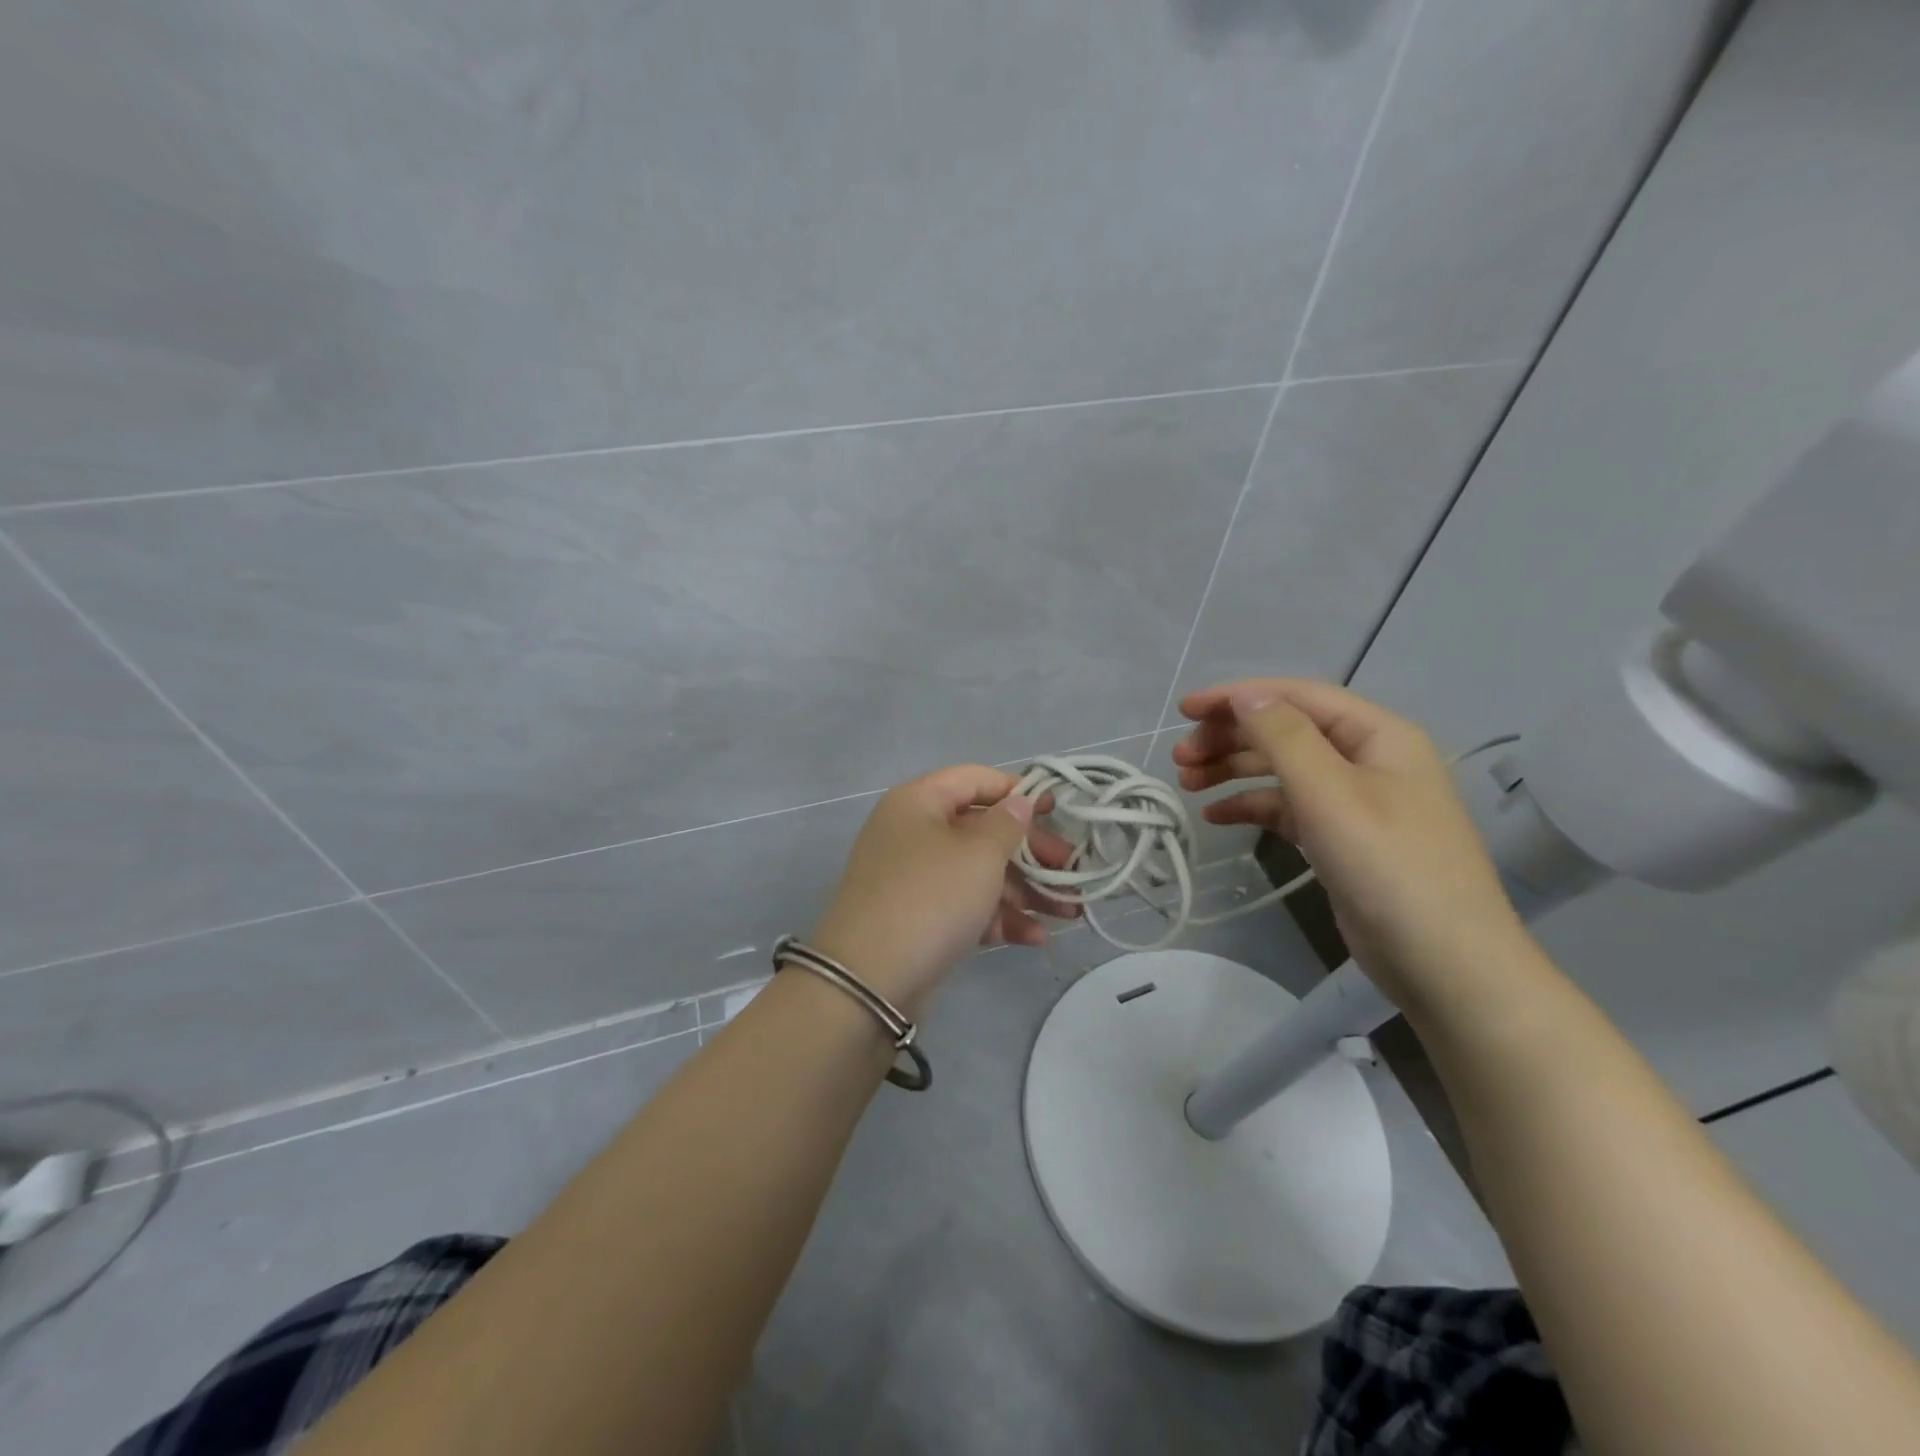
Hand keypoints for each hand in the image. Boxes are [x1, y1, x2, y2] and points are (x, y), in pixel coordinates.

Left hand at [810, 765, 1076, 1014]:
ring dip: (1024, 891)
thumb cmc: (931, 898)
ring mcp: (914, 878)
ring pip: (978, 873)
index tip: (1057, 811)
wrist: (868, 981)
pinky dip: (997, 918)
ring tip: (1068, 914)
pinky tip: (1035, 937)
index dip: (1018, 791)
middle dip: (1032, 854)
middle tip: (1073, 874)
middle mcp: (913, 833)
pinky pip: (964, 906)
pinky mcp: (918, 918)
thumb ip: (1007, 824)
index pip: (975, 779)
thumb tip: (1019, 801)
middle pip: (982, 830)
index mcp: (918, 802)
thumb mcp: (979, 854)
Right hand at [1172, 678, 1529, 1009]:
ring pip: (1283, 769)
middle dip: (1230, 736)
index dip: (1237, 696)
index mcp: (1377, 735)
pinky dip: (1252, 806)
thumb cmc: (1388, 866)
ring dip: (1234, 769)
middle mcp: (1367, 759)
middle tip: (1180, 757)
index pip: (1297, 697)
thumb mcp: (1330, 793)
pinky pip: (1288, 807)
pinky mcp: (1341, 838)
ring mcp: (1355, 801)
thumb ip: (1284, 737)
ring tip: (1187, 782)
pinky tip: (1216, 816)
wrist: (1444, 963)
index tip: (1185, 710)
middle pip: (1287, 731)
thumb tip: (1246, 695)